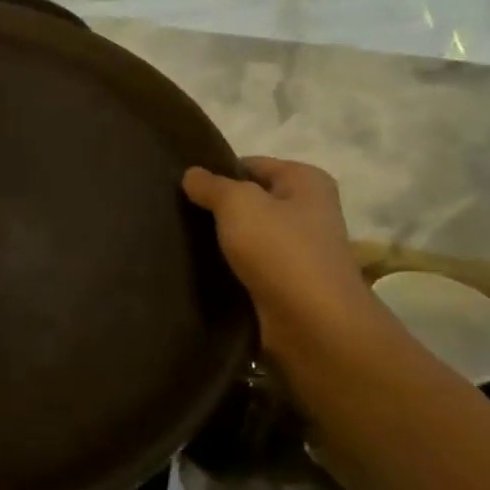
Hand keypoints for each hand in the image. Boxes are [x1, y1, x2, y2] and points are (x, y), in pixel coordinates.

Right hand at [182, 157, 374, 366]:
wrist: (313, 325)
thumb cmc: (280, 250)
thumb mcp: (238, 204)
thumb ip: (211, 185)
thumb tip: (191, 174)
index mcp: (306, 181)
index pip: (251, 165)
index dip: (217, 172)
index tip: (182, 187)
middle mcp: (308, 211)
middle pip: (250, 200)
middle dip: (217, 207)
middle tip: (176, 213)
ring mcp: (300, 250)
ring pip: (247, 235)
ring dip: (221, 240)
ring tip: (182, 240)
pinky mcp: (287, 283)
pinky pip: (249, 265)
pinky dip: (229, 267)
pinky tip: (200, 268)